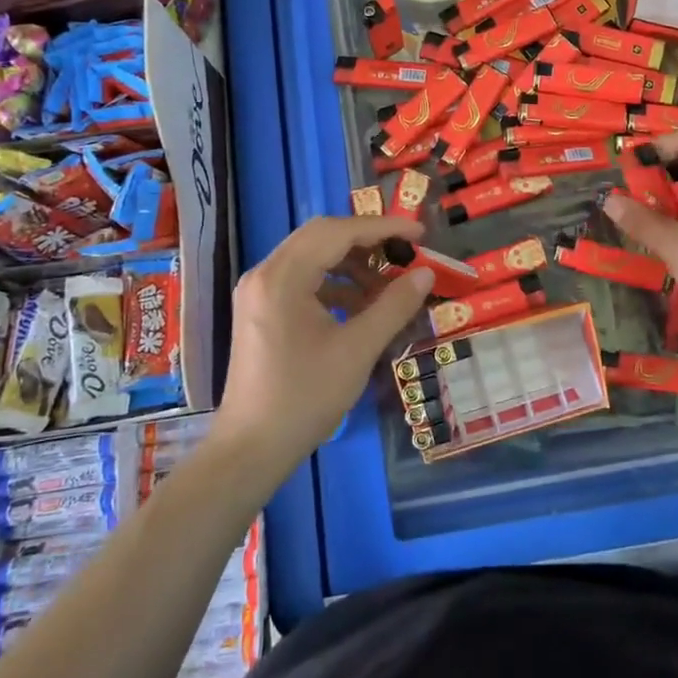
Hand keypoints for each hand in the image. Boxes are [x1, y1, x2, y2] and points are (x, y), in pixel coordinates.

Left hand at [214, 215, 433, 478]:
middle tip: (405, 254)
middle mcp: (265, 273)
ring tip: (387, 287)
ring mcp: (258, 291)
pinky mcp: (260, 309)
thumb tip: (425, 273)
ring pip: (312, 256)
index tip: (420, 235)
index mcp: (283, 276)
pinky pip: (301, 279)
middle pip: (322, 236)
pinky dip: (334, 284)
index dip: (383, 229)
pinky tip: (360, 307)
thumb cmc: (305, 397)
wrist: (251, 448)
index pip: (338, 232)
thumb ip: (394, 305)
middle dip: (367, 242)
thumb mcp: (358, 350)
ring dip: (351, 264)